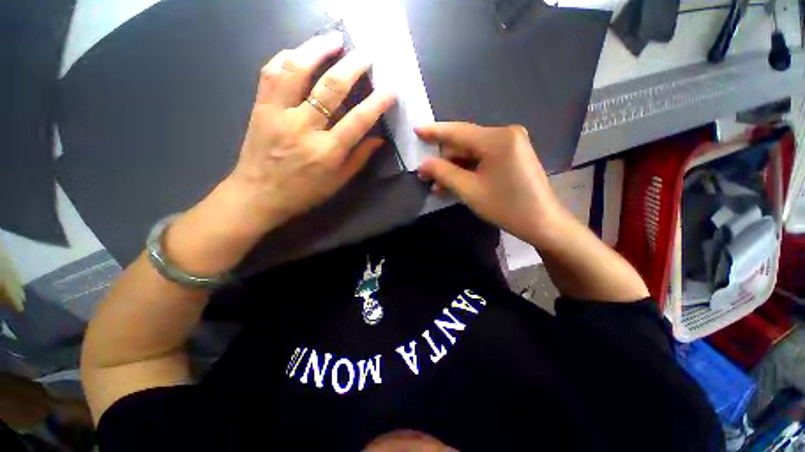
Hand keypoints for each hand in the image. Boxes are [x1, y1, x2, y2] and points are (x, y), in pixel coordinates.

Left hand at [164, 34, 395, 274]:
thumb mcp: (338, 182)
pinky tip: (300, 52)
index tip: (390, 89)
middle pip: (331, 88)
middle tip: (366, 55)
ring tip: (334, 39)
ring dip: (318, 49)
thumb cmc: (304, 193)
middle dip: (353, 67)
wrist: (258, 195)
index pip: (358, 120)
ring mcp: (279, 113)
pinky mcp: (260, 107)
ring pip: (297, 70)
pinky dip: (286, 57)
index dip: (377, 102)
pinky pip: (271, 72)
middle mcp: (304, 128)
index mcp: (327, 152)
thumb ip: (359, 159)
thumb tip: (378, 138)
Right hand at [416, 123, 568, 244]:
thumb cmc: (506, 207)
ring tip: (436, 185)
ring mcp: (511, 144)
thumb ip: (444, 173)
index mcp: (497, 139)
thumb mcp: (469, 191)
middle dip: (444, 159)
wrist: (542, 222)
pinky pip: (483, 158)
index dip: (434, 132)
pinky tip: (454, 182)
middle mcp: (506, 134)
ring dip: (454, 167)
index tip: (415, 130)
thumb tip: (423, 164)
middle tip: (425, 175)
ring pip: (472, 152)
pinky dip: (468, 169)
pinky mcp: (513, 155)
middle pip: (465, 142)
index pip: (458, 132)